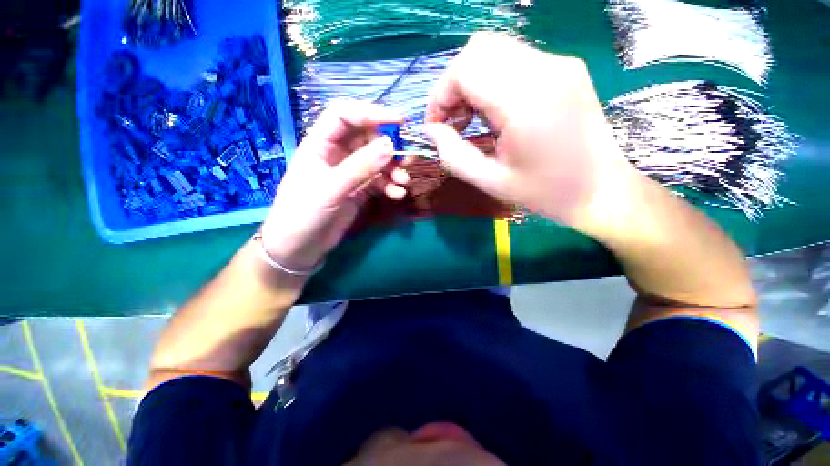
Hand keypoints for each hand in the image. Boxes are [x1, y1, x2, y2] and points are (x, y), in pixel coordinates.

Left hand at [260, 101, 408, 272]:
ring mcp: (349, 173)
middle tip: (408, 158)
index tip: (399, 121)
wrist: (299, 248)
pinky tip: (397, 195)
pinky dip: (390, 186)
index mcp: (320, 144)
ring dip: (393, 169)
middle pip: (367, 138)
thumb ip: (359, 167)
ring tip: (404, 182)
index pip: (345, 115)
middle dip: (389, 146)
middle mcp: (336, 154)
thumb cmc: (303, 214)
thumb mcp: (330, 189)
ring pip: (377, 161)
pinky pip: (379, 181)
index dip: (371, 112)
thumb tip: (390, 145)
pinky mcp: (359, 190)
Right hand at [425, 33, 639, 234]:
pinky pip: (514, 59)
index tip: (436, 125)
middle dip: (453, 84)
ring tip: (471, 118)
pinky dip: (492, 80)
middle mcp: (545, 70)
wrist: (600, 189)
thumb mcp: (490, 182)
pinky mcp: (565, 68)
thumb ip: (453, 156)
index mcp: (526, 102)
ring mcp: (559, 64)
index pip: (466, 69)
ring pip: (495, 49)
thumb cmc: (544, 192)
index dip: (440, 95)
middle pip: (478, 49)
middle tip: (452, 121)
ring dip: (472, 80)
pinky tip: (494, 111)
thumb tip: (431, 131)